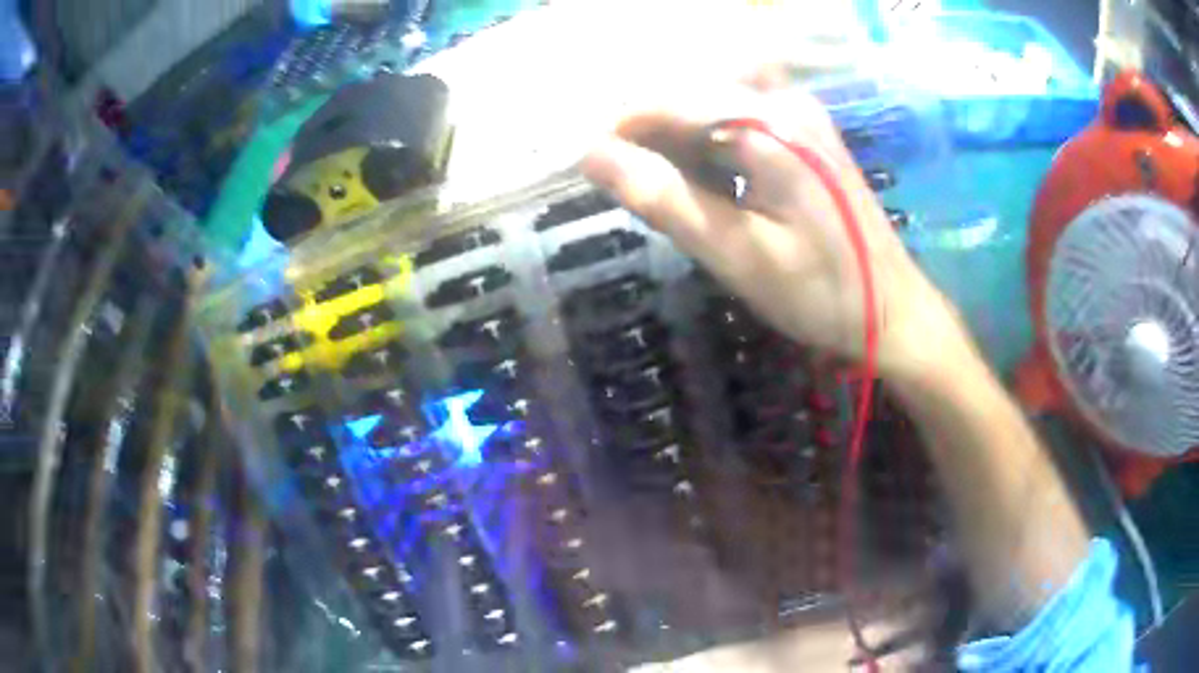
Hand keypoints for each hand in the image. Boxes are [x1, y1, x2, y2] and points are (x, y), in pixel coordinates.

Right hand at [580, 83, 965, 379]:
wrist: (893, 312)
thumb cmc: (819, 291)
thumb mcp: (735, 252)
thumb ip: (663, 197)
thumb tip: (589, 154)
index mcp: (769, 124)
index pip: (670, 99)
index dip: (621, 127)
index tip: (591, 167)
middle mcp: (785, 102)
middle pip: (691, 95)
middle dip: (650, 135)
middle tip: (633, 188)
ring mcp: (799, 114)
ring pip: (711, 108)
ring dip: (678, 142)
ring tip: (669, 193)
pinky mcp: (805, 134)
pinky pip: (738, 121)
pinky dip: (708, 148)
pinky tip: (708, 186)